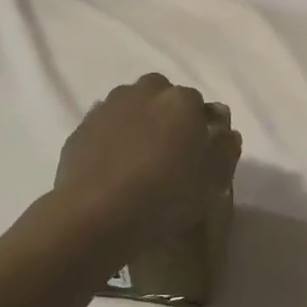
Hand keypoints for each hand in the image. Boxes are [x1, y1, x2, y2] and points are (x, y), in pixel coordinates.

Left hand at [54, 74, 241, 253]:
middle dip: (167, 114)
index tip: (198, 152)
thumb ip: (226, 149)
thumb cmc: (166, 196)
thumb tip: (225, 132)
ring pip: (131, 105)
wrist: (96, 214)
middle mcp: (145, 93)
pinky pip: (105, 126)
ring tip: (138, 158)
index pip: (199, 104)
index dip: (201, 127)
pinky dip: (112, 138)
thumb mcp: (213, 181)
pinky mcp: (81, 128)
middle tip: (168, 150)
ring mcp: (108, 107)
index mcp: (182, 101)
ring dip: (138, 121)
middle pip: (162, 94)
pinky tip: (113, 167)